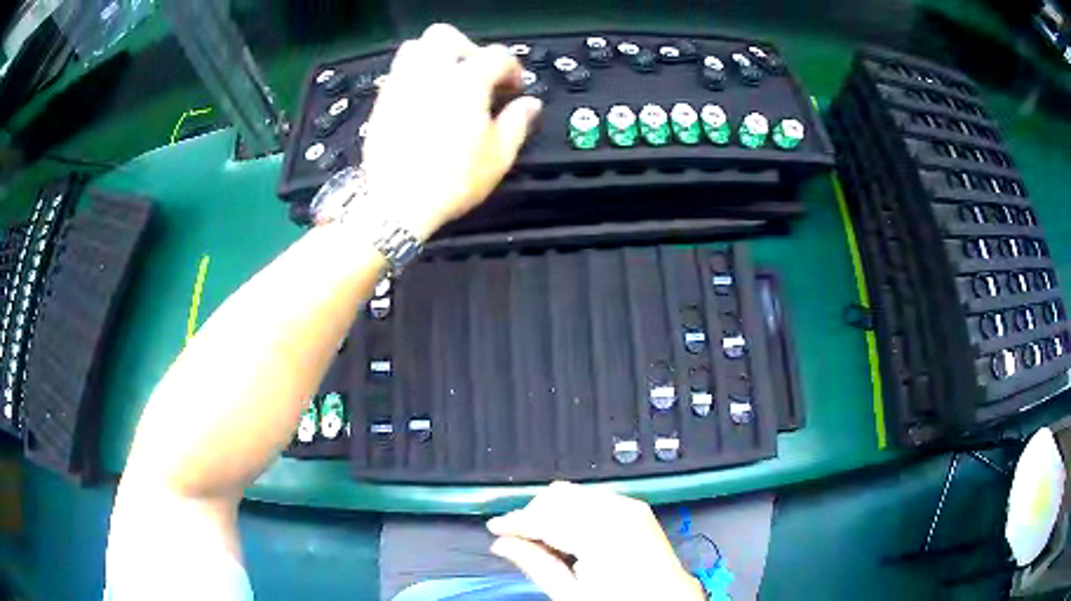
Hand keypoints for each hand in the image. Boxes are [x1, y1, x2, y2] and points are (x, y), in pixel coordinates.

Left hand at [360, 24, 541, 239]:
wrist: (396, 204)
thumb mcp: (498, 157)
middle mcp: (431, 75)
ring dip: (436, 55)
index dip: (512, 69)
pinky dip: (415, 74)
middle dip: (468, 48)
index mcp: (466, 83)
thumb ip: (518, 123)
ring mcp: (402, 85)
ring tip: (448, 80)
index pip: (496, 56)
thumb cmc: (451, 182)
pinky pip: (398, 72)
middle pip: (447, 35)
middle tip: (478, 73)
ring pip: (416, 47)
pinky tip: (425, 98)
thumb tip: (530, 105)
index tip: (515, 88)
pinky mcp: (383, 101)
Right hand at [487, 481, 706, 600]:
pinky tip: (568, 532)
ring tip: (543, 539)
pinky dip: (573, 510)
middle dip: (533, 515)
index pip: (544, 516)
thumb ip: (535, 564)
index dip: (514, 521)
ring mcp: (629, 506)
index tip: (495, 528)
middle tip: (518, 539)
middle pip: (557, 496)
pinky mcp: (636, 508)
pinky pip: (593, 496)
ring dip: (552, 511)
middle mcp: (617, 511)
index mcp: (600, 533)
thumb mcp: (572, 594)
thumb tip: (502, 545)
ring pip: (573, 492)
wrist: (667, 600)